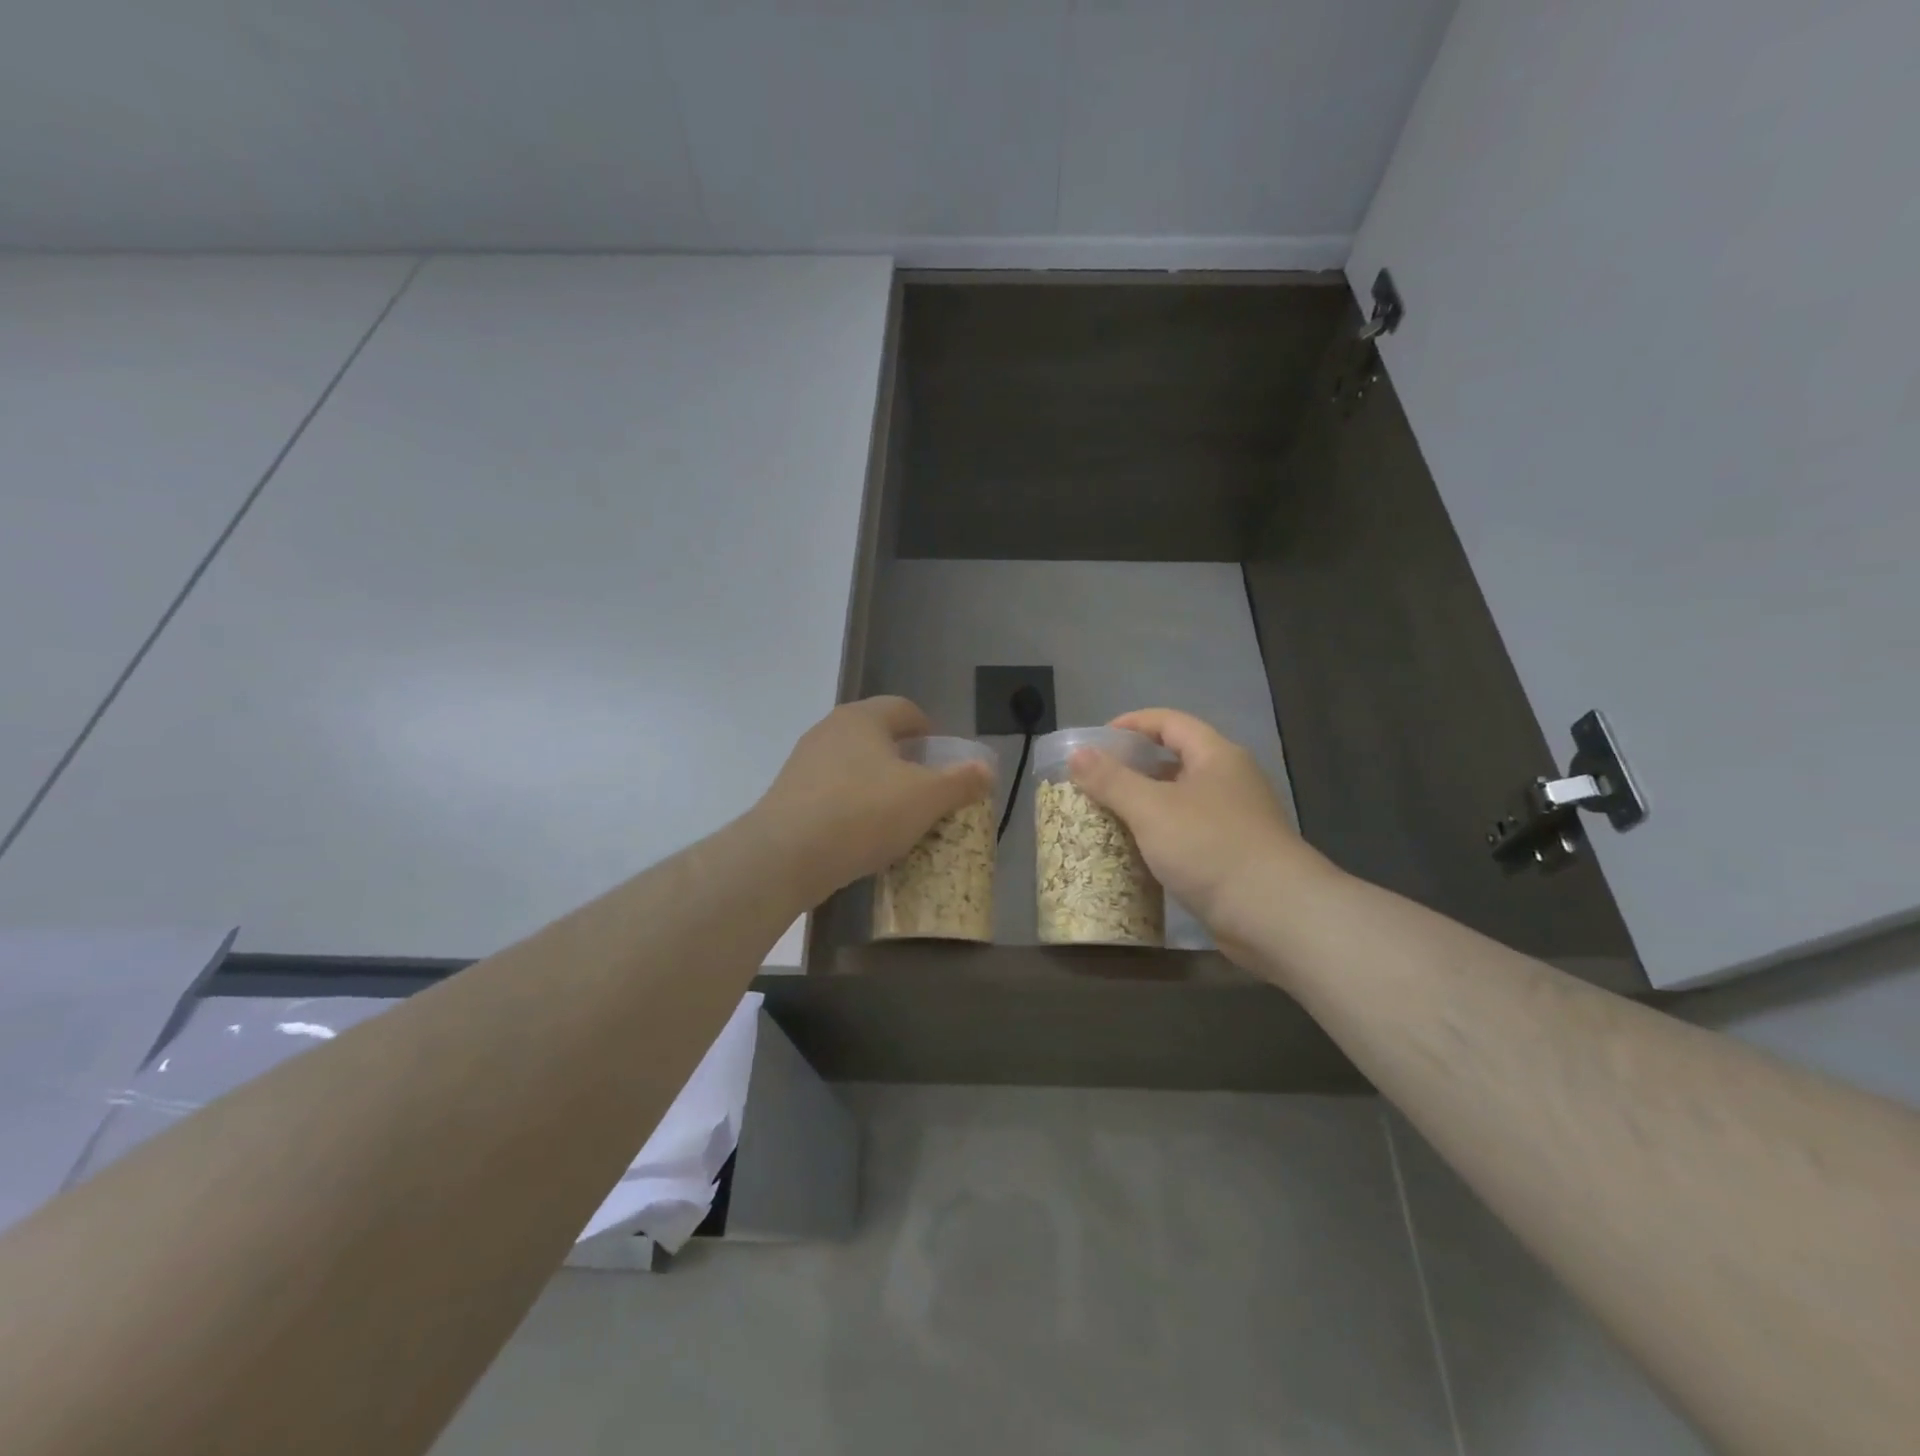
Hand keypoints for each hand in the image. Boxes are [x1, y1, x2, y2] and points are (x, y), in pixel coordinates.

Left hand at [755, 697, 993, 904]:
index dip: (928, 729)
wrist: (785, 855)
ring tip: (896, 816)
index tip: (942, 756)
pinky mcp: (787, 796)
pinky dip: (852, 806)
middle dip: (903, 758)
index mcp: (863, 718)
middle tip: (925, 787)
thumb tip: (986, 769)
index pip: (903, 708)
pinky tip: (862, 835)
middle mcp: (829, 730)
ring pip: (852, 766)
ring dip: (876, 784)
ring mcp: (803, 763)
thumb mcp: (926, 798)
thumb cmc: (863, 813)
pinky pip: (831, 793)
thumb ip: (960, 782)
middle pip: (876, 736)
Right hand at [1069, 709, 1338, 959]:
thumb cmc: (1211, 848)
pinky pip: (1187, 835)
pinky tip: (1136, 854)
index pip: (1169, 722)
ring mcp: (1235, 821)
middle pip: (1174, 761)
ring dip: (1144, 807)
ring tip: (1105, 818)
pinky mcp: (1233, 857)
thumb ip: (1111, 779)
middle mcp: (1230, 781)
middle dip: (1132, 769)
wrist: (1275, 915)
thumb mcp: (1151, 809)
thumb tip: (1077, 754)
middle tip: (1093, 783)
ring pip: (1180, 802)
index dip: (1131, 724)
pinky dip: (1159, 838)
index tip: (1096, 741)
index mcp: (1216, 756)